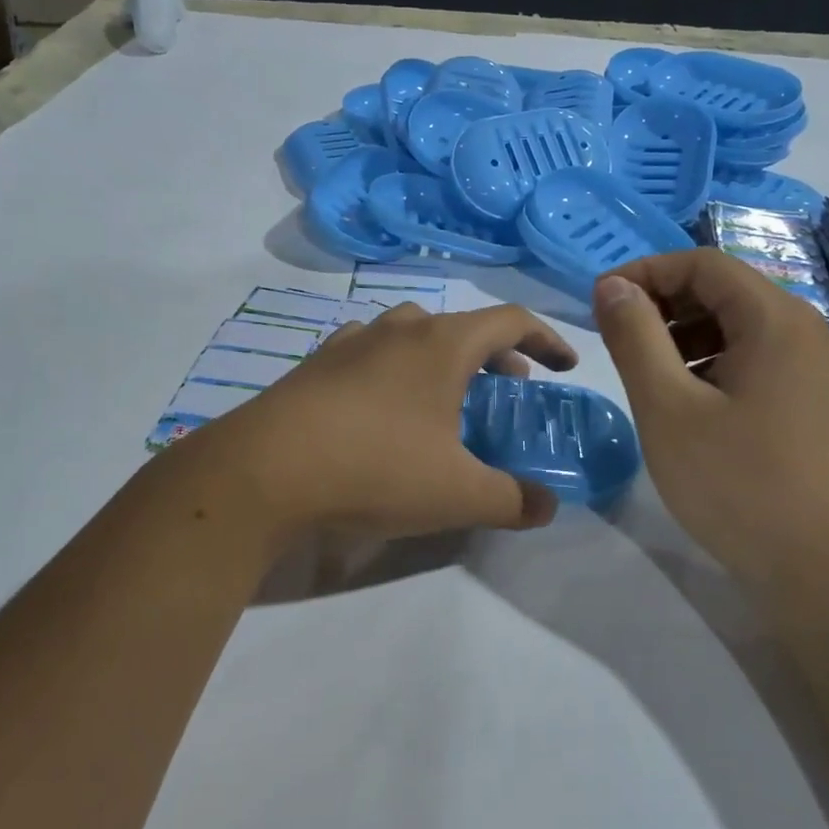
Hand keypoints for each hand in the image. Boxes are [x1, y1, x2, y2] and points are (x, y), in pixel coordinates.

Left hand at [209, 302, 578, 540]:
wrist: (264, 471)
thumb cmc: (376, 468)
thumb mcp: (457, 494)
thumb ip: (512, 500)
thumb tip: (547, 507)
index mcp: (441, 344)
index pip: (510, 321)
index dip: (546, 339)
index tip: (565, 364)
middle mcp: (398, 330)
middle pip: (461, 325)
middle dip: (495, 353)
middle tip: (510, 386)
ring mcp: (351, 342)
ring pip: (412, 333)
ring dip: (442, 356)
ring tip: (447, 394)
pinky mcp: (315, 365)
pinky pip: (370, 352)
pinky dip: (395, 368)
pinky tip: (385, 406)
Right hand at [593, 249, 828, 575]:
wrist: (823, 571)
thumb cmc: (738, 483)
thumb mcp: (668, 406)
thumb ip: (635, 337)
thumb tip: (611, 286)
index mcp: (775, 319)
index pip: (702, 264)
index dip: (645, 272)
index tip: (599, 302)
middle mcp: (801, 331)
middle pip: (722, 290)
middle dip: (662, 304)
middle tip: (616, 340)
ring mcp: (810, 368)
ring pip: (734, 326)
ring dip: (681, 335)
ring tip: (644, 374)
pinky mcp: (807, 400)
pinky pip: (750, 359)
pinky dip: (707, 364)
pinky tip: (682, 402)